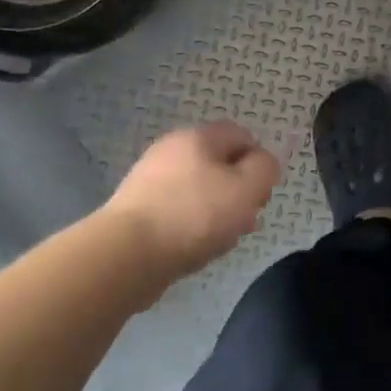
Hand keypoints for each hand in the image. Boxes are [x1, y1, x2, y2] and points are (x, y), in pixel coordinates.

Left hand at [105, 121, 281, 279]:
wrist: (126, 255)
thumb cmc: (195, 215)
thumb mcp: (247, 188)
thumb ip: (265, 168)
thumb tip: (263, 162)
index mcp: (199, 137)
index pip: (242, 135)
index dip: (259, 162)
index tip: (262, 194)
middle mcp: (171, 150)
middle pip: (219, 163)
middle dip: (238, 190)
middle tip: (246, 219)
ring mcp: (149, 179)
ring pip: (198, 189)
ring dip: (217, 210)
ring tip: (223, 239)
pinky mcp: (135, 209)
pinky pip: (176, 210)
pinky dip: (191, 225)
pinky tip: (195, 247)